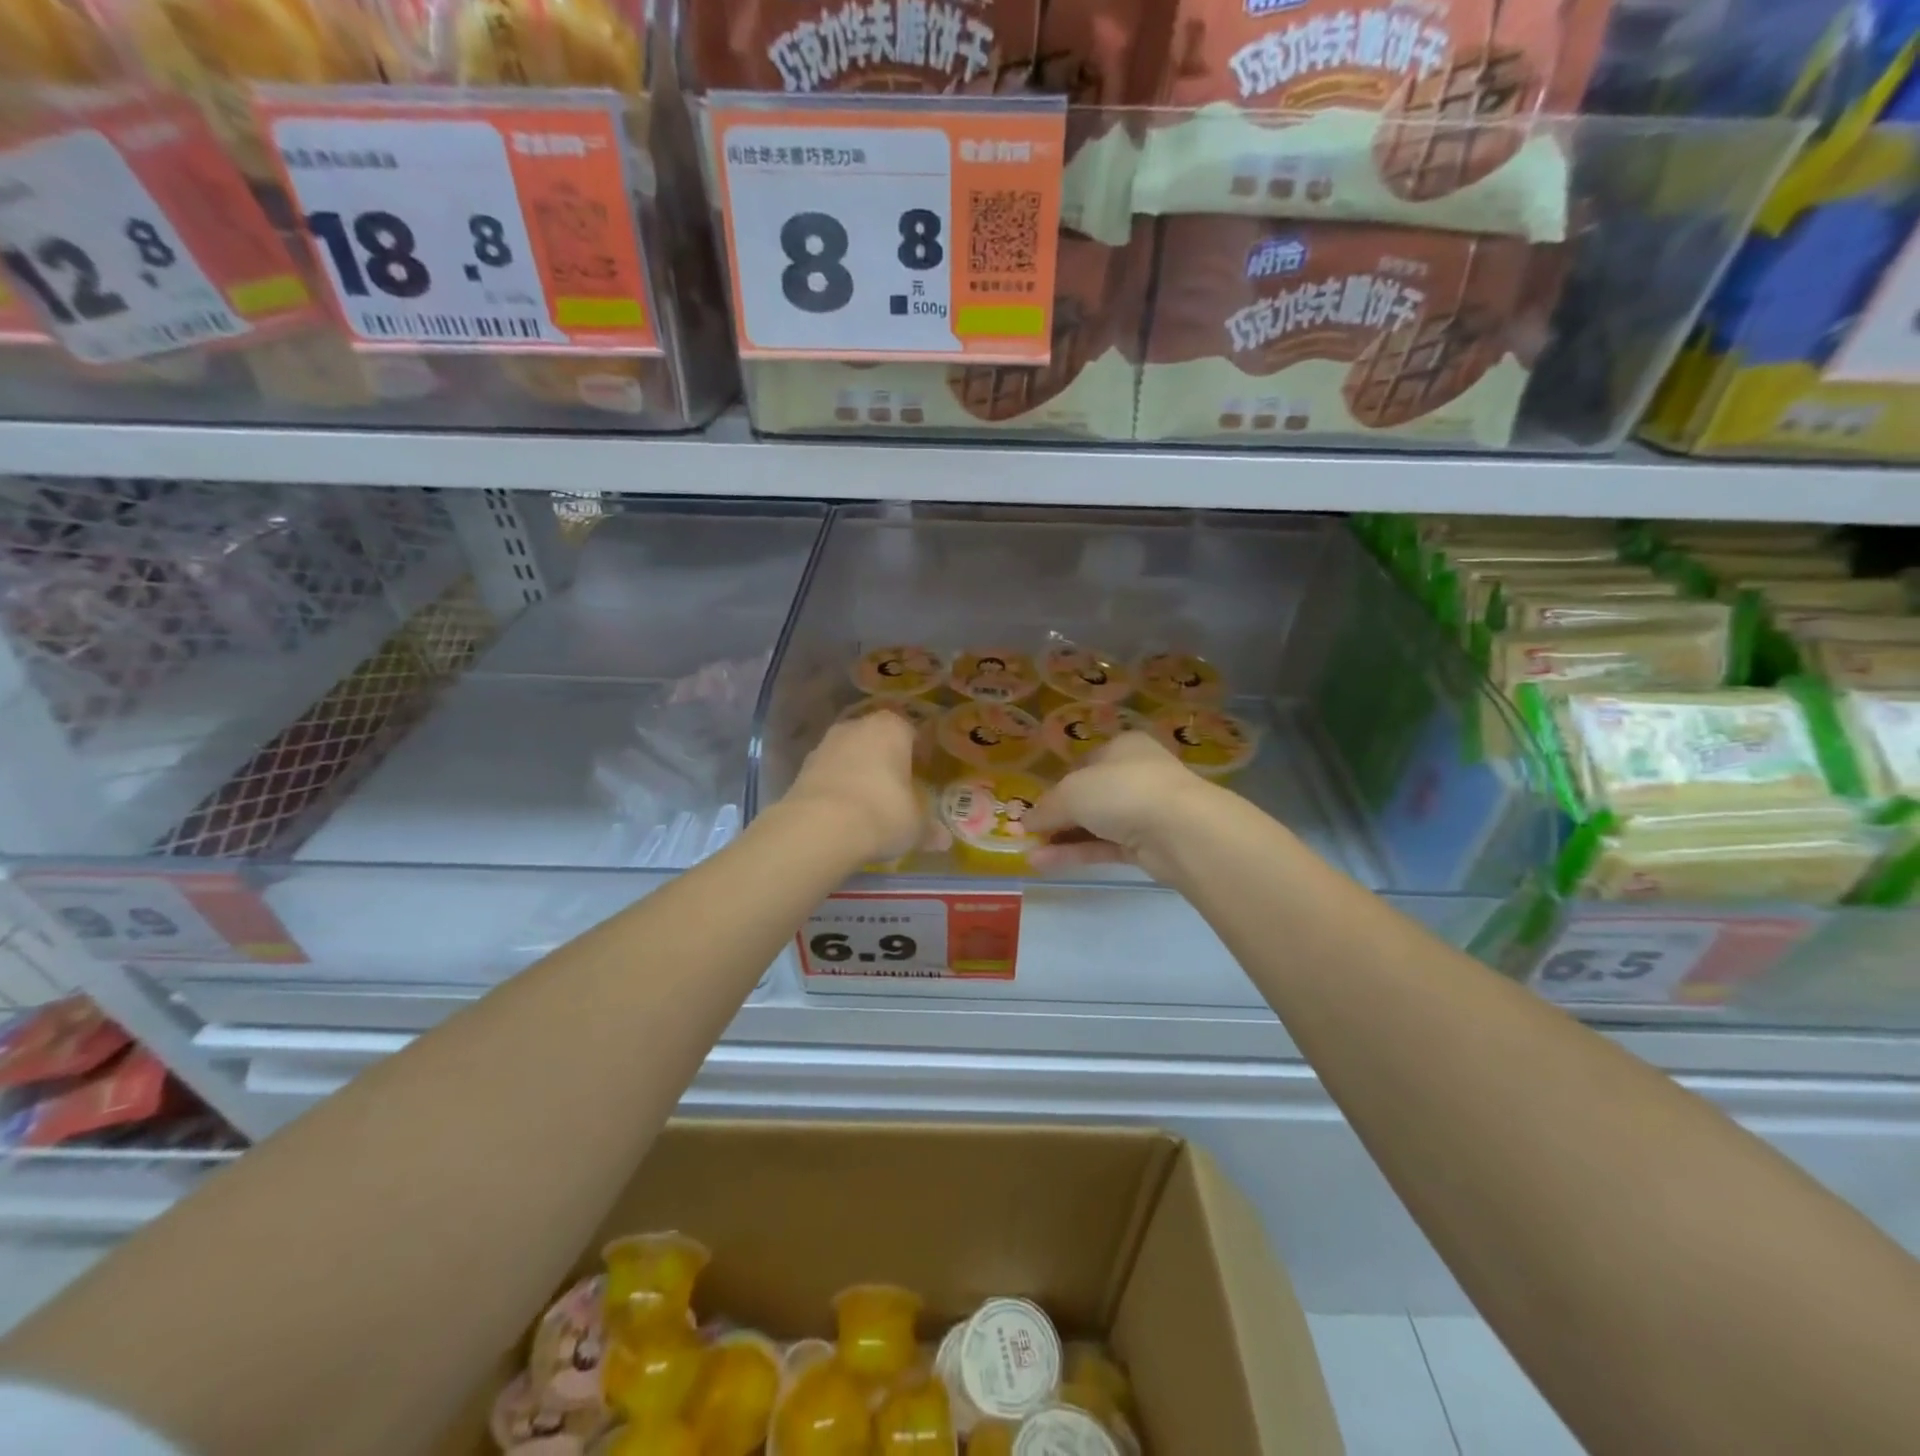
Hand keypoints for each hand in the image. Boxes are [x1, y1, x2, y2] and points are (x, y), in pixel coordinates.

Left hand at [780, 710, 925, 865]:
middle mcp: (858, 726)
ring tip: (868, 804)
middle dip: (886, 760)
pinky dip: (837, 787)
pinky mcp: (802, 766)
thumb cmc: (882, 813)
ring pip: (851, 754)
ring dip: (858, 772)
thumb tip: (944, 841)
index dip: (918, 753)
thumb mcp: (915, 826)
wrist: (820, 827)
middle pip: (878, 739)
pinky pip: (829, 773)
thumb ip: (929, 829)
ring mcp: (826, 743)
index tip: (922, 775)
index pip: (911, 732)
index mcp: (892, 727)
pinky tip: (843, 813)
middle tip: (897, 789)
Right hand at [1026, 733, 1220, 881]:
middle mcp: (1136, 775)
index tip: (1035, 806)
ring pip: (1096, 824)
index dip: (1057, 784)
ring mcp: (1144, 811)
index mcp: (1122, 747)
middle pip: (1090, 796)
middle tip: (1029, 833)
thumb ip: (1046, 808)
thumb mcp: (1072, 792)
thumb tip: (1025, 823)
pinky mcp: (1148, 845)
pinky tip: (1044, 863)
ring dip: (1062, 838)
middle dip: (1058, 815)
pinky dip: (1077, 853)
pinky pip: (1105, 847)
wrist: (1180, 829)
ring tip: (1028, 852)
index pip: (1084, 764)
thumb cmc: (1122, 790)